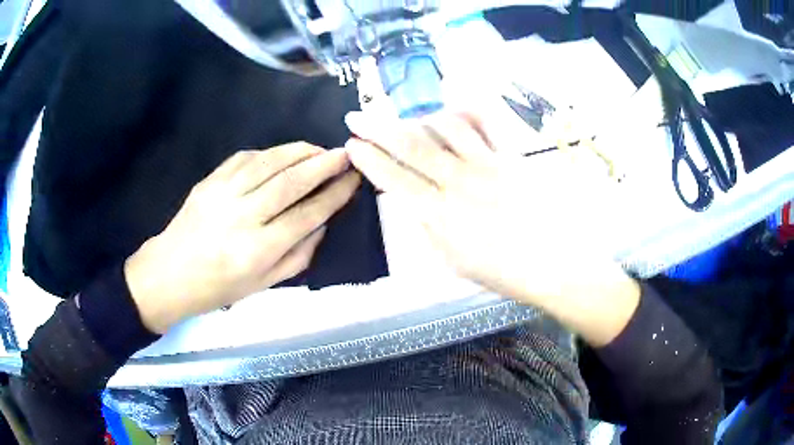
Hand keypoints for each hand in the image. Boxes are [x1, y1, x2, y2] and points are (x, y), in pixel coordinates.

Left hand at [125, 144, 360, 332]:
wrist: (170, 274)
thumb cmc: (218, 288)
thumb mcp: (264, 285)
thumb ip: (298, 256)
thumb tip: (322, 224)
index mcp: (258, 250)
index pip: (307, 215)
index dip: (335, 194)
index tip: (353, 179)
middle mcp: (242, 218)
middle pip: (291, 182)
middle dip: (324, 164)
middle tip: (345, 153)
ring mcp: (222, 195)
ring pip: (269, 163)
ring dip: (299, 151)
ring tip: (319, 149)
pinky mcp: (209, 181)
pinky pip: (245, 158)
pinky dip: (269, 153)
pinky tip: (282, 155)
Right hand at [345, 103, 638, 345]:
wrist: (554, 265)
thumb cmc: (504, 272)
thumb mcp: (454, 262)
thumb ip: (430, 229)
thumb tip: (415, 202)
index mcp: (441, 215)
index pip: (393, 178)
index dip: (369, 159)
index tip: (352, 145)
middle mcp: (459, 182)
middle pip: (410, 145)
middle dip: (376, 128)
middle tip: (357, 117)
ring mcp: (488, 164)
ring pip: (444, 126)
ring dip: (420, 119)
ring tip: (411, 120)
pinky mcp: (512, 156)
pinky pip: (487, 123)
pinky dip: (467, 112)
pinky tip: (455, 111)